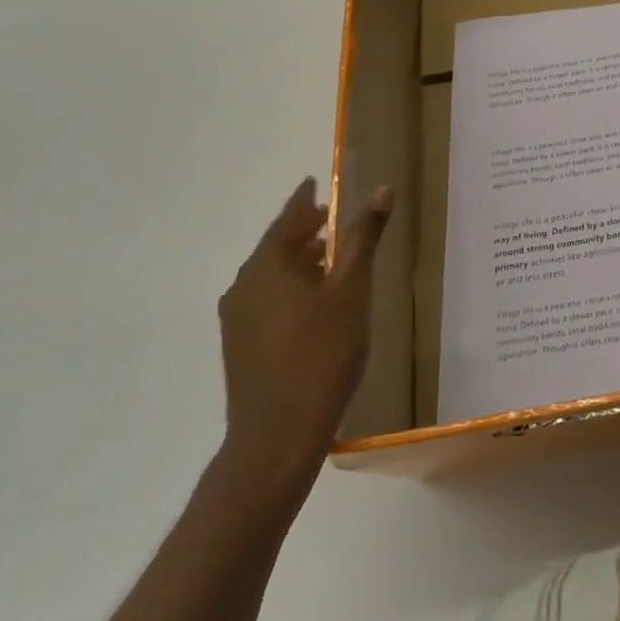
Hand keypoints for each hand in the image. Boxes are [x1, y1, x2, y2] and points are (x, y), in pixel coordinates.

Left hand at [217, 178, 394, 494]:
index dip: (306, 198)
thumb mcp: (352, 289)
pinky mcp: (240, 345)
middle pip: (278, 244)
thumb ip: (364, 237)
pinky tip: (313, 301)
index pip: (290, 216)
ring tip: (330, 257)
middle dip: (306, 229)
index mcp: (269, 264)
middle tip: (333, 218)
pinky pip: (267, 298)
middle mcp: (245, 284)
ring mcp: (238, 317)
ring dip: (299, 259)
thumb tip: (381, 188)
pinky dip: (290, 285)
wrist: (277, 437)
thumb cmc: (322, 354)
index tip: (317, 183)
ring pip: (271, 273)